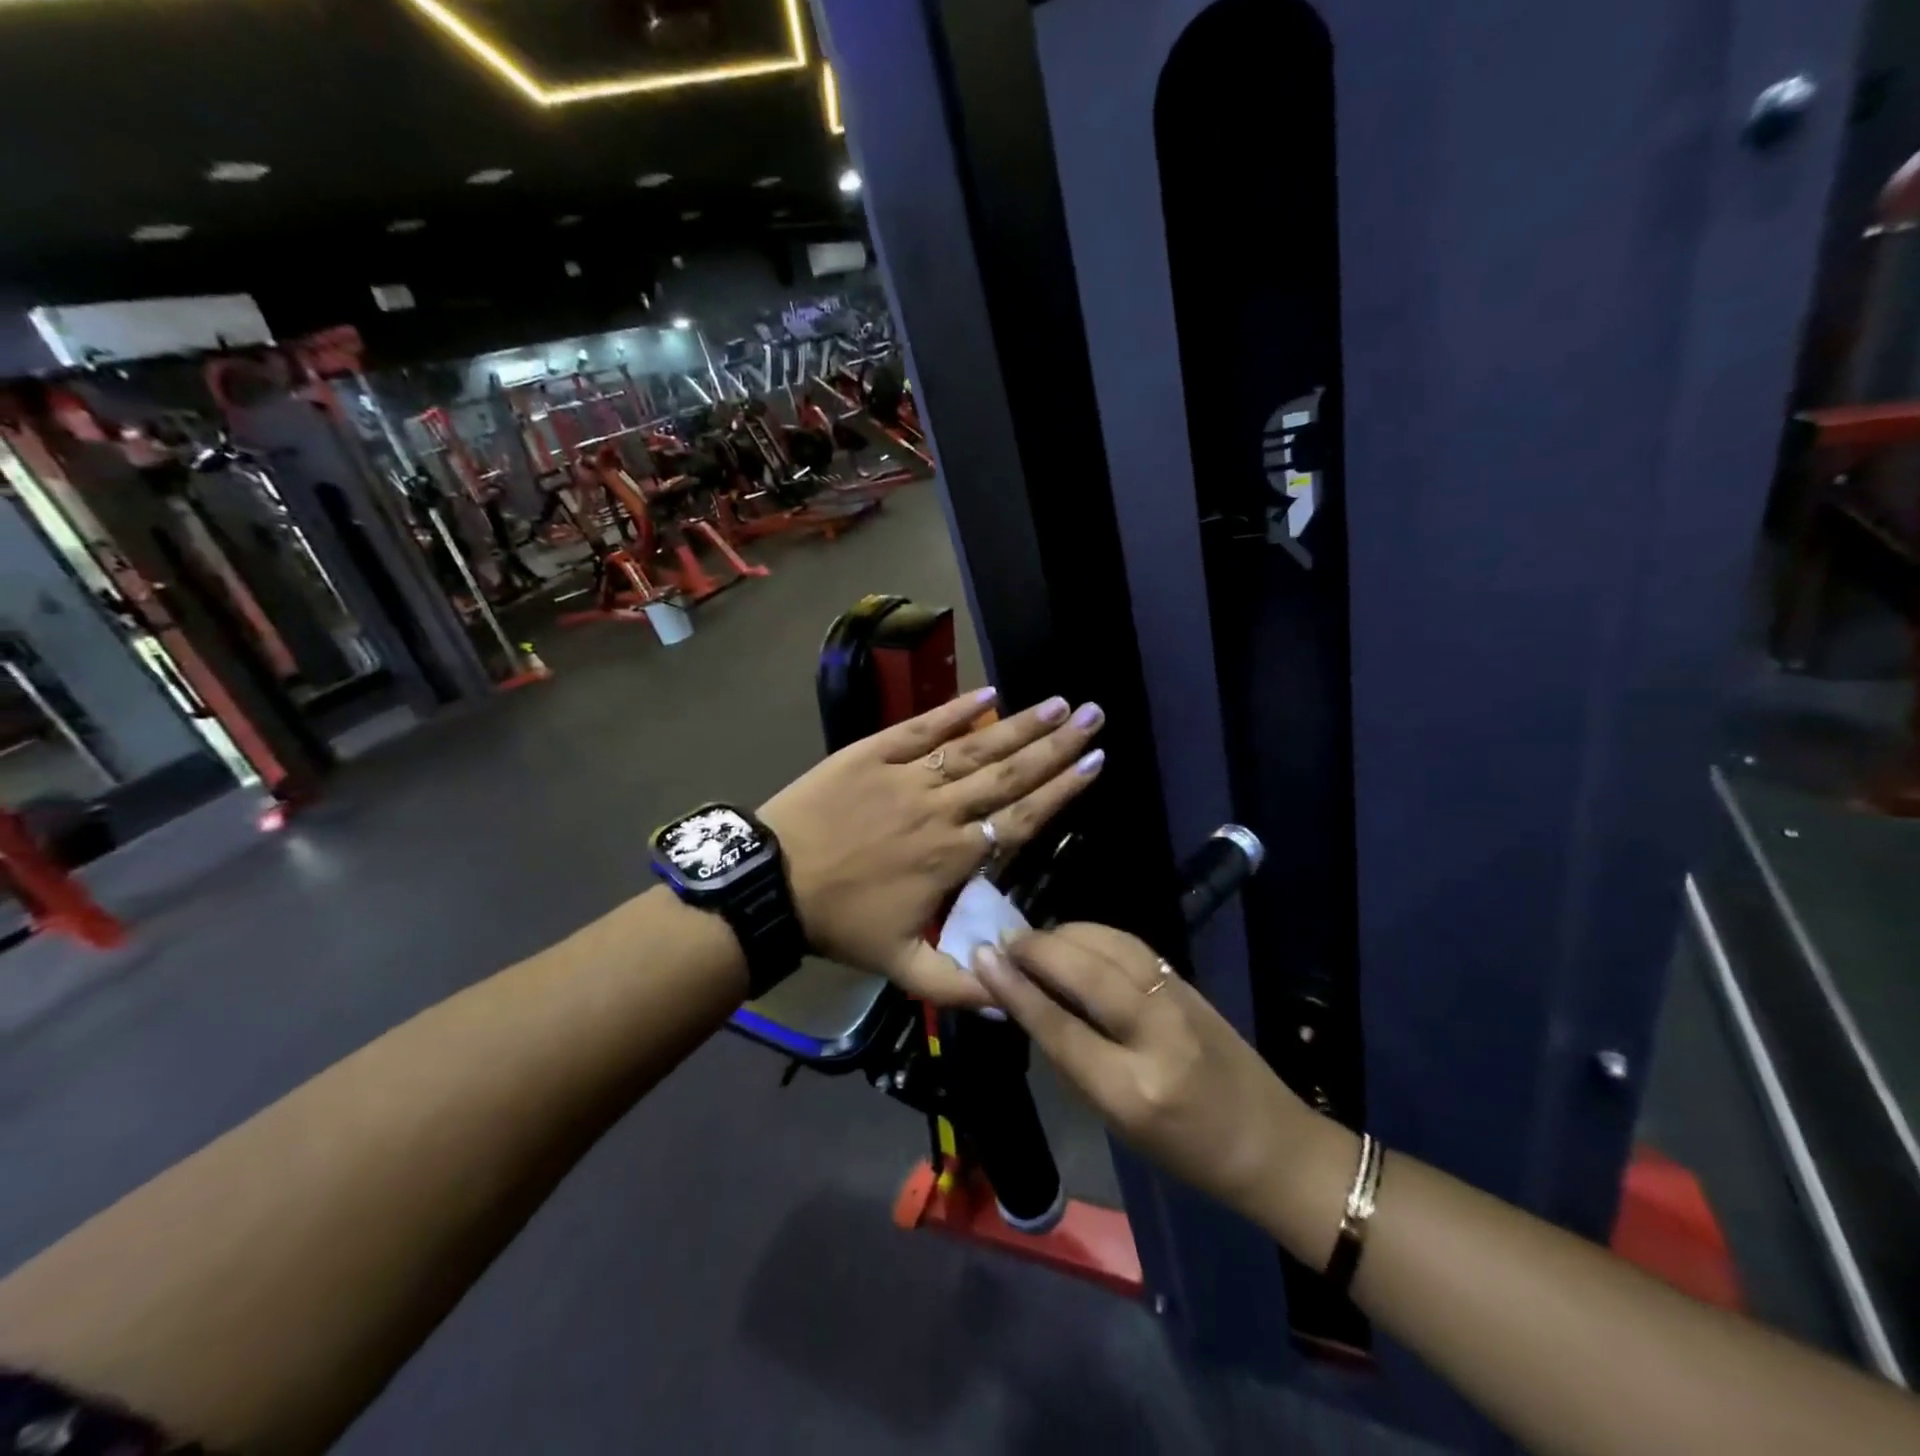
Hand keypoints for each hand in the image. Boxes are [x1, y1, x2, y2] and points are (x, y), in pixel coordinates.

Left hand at [760, 689, 1105, 1007]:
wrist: (770, 883)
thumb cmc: (839, 923)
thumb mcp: (900, 968)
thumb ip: (959, 986)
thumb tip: (1013, 997)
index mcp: (952, 855)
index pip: (1021, 817)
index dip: (1062, 790)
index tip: (1096, 762)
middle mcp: (939, 808)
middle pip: (1009, 774)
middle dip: (1056, 745)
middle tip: (1094, 716)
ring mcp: (906, 776)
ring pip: (975, 748)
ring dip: (1019, 725)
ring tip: (1058, 702)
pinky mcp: (872, 753)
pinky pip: (922, 727)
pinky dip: (956, 710)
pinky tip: (989, 694)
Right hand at [973, 924, 1309, 1216]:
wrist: (1272, 1143)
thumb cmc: (1185, 1153)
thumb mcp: (1117, 1123)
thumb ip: (1073, 1060)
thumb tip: (1029, 1004)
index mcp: (1132, 1092)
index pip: (1061, 1028)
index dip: (1016, 988)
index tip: (983, 956)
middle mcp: (1157, 1037)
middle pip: (1087, 973)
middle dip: (1038, 949)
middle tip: (1004, 941)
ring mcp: (1180, 1002)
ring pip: (1111, 947)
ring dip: (1065, 934)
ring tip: (1035, 939)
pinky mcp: (1190, 983)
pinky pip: (1132, 946)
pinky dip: (1095, 935)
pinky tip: (1076, 939)